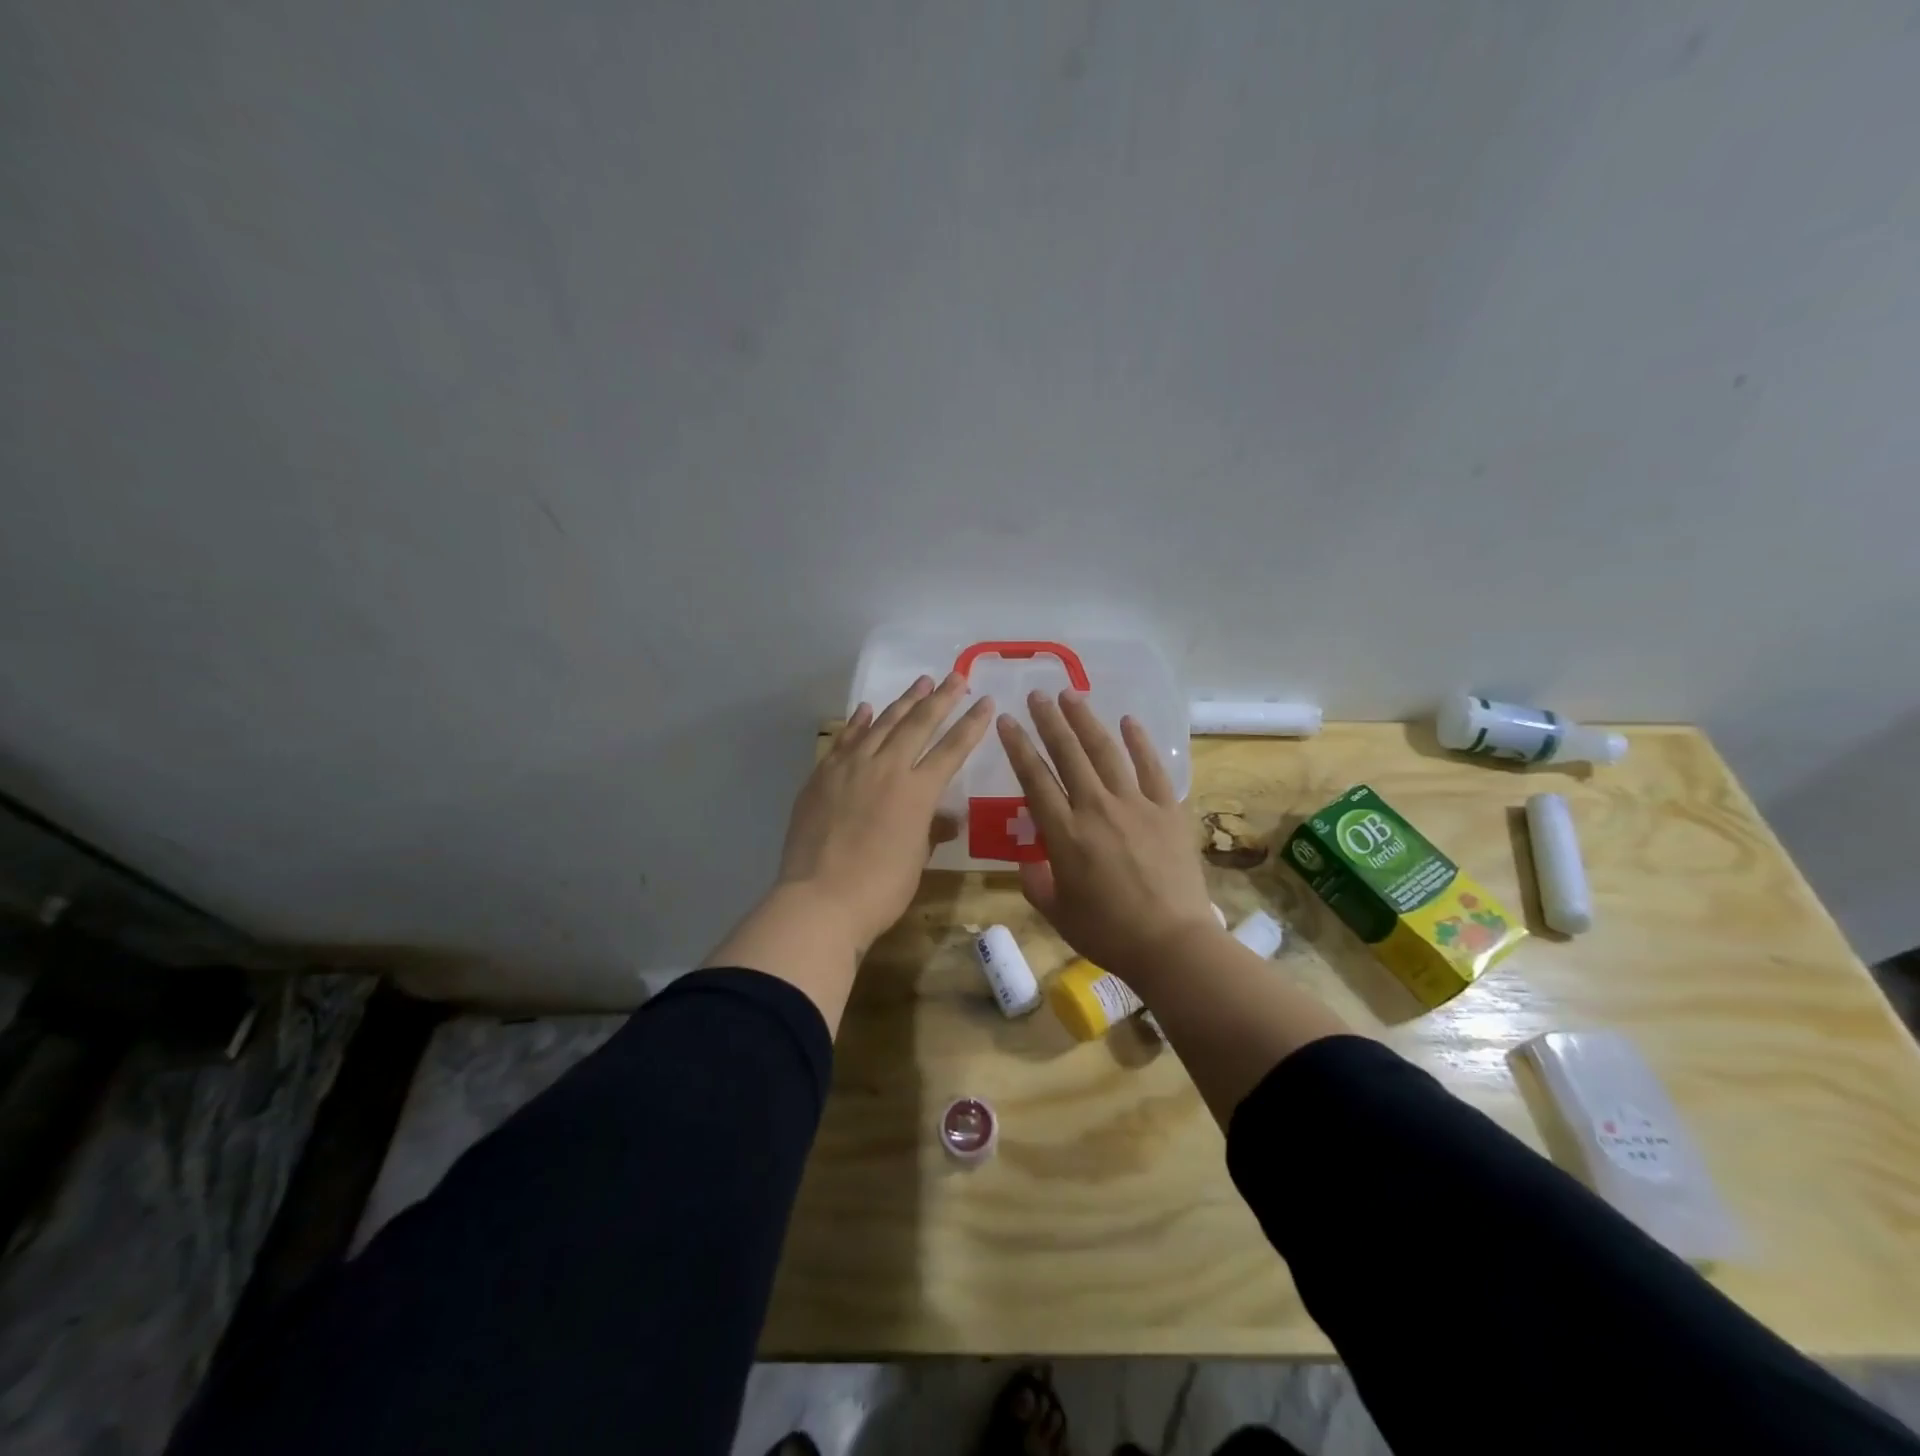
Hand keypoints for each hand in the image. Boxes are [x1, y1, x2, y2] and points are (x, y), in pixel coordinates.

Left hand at [776, 672, 992, 952]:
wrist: (820, 900)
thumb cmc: (880, 889)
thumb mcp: (916, 860)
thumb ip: (931, 831)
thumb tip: (947, 819)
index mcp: (918, 791)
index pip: (952, 749)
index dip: (972, 724)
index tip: (986, 701)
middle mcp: (887, 768)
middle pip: (919, 724)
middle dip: (941, 698)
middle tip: (956, 676)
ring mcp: (850, 768)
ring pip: (882, 724)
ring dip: (903, 702)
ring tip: (920, 683)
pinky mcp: (822, 776)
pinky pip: (845, 740)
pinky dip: (859, 723)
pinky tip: (867, 709)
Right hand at [997, 690, 1223, 983]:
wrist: (1172, 943)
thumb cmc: (1109, 933)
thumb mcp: (1058, 913)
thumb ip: (1037, 883)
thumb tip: (1029, 861)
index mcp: (1065, 834)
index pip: (1034, 779)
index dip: (1018, 747)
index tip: (1006, 721)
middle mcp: (1096, 808)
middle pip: (1068, 754)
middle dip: (1049, 721)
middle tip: (1037, 695)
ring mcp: (1135, 805)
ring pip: (1106, 752)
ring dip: (1086, 721)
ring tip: (1071, 695)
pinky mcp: (1168, 810)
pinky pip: (1151, 768)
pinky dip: (1139, 742)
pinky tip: (1128, 721)